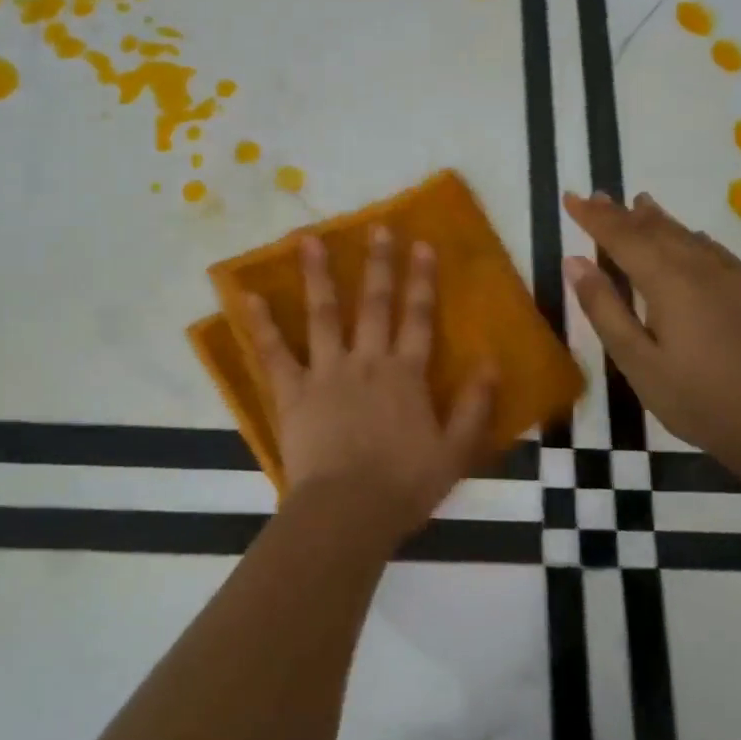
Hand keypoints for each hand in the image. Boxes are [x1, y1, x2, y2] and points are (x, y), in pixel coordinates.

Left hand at [244, 227, 496, 549]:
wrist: (348, 512)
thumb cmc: (404, 486)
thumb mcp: (455, 453)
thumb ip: (476, 407)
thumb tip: (493, 363)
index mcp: (406, 375)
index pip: (418, 318)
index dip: (422, 281)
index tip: (421, 245)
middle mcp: (367, 362)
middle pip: (375, 305)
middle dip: (379, 264)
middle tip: (377, 227)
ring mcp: (327, 373)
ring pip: (323, 315)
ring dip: (318, 275)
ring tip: (308, 240)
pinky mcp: (293, 392)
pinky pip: (274, 353)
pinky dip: (261, 325)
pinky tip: (248, 296)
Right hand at [563, 190, 740, 463]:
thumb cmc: (694, 397)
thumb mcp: (636, 360)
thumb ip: (604, 308)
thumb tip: (575, 261)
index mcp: (668, 282)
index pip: (622, 237)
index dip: (594, 218)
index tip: (570, 198)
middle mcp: (698, 268)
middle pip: (653, 229)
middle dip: (620, 213)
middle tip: (594, 196)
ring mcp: (726, 278)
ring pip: (683, 234)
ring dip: (654, 218)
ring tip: (636, 203)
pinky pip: (709, 248)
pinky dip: (687, 235)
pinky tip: (687, 237)